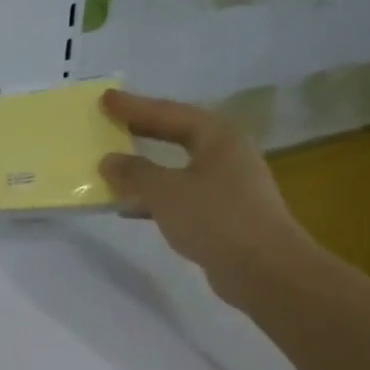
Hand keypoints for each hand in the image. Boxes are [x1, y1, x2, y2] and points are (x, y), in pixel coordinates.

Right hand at [99, 89, 315, 306]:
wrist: (264, 270)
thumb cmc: (216, 219)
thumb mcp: (166, 192)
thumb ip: (134, 173)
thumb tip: (109, 161)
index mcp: (218, 136)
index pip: (169, 113)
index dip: (134, 106)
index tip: (105, 98)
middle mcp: (226, 154)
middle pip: (177, 134)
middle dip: (143, 130)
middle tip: (111, 122)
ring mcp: (228, 185)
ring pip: (178, 167)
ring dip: (146, 168)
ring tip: (113, 167)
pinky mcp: (223, 214)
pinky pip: (181, 195)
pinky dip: (155, 198)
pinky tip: (130, 208)